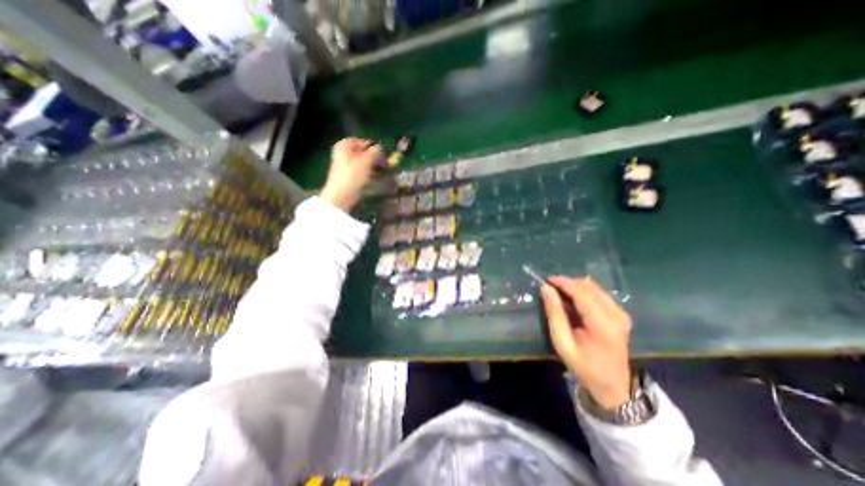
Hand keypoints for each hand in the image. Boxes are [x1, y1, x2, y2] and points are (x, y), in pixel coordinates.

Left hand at [319, 136, 381, 210]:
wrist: (340, 197)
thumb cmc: (352, 176)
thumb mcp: (366, 161)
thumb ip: (375, 152)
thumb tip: (381, 148)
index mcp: (345, 145)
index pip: (364, 142)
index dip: (375, 147)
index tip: (385, 155)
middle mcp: (343, 153)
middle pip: (363, 152)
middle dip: (375, 158)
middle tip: (385, 165)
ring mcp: (345, 166)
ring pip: (364, 163)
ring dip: (373, 167)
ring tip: (382, 173)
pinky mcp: (349, 177)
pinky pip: (362, 172)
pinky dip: (369, 174)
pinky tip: (375, 179)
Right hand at [543, 277, 632, 409]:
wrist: (613, 385)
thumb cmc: (584, 366)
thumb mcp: (562, 343)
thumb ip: (554, 314)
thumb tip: (546, 288)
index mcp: (603, 325)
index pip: (582, 293)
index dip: (563, 283)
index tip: (546, 279)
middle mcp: (616, 314)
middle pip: (589, 287)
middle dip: (567, 283)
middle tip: (550, 288)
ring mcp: (621, 313)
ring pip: (594, 287)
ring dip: (575, 286)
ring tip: (559, 293)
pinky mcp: (621, 313)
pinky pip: (599, 293)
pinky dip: (583, 291)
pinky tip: (573, 299)